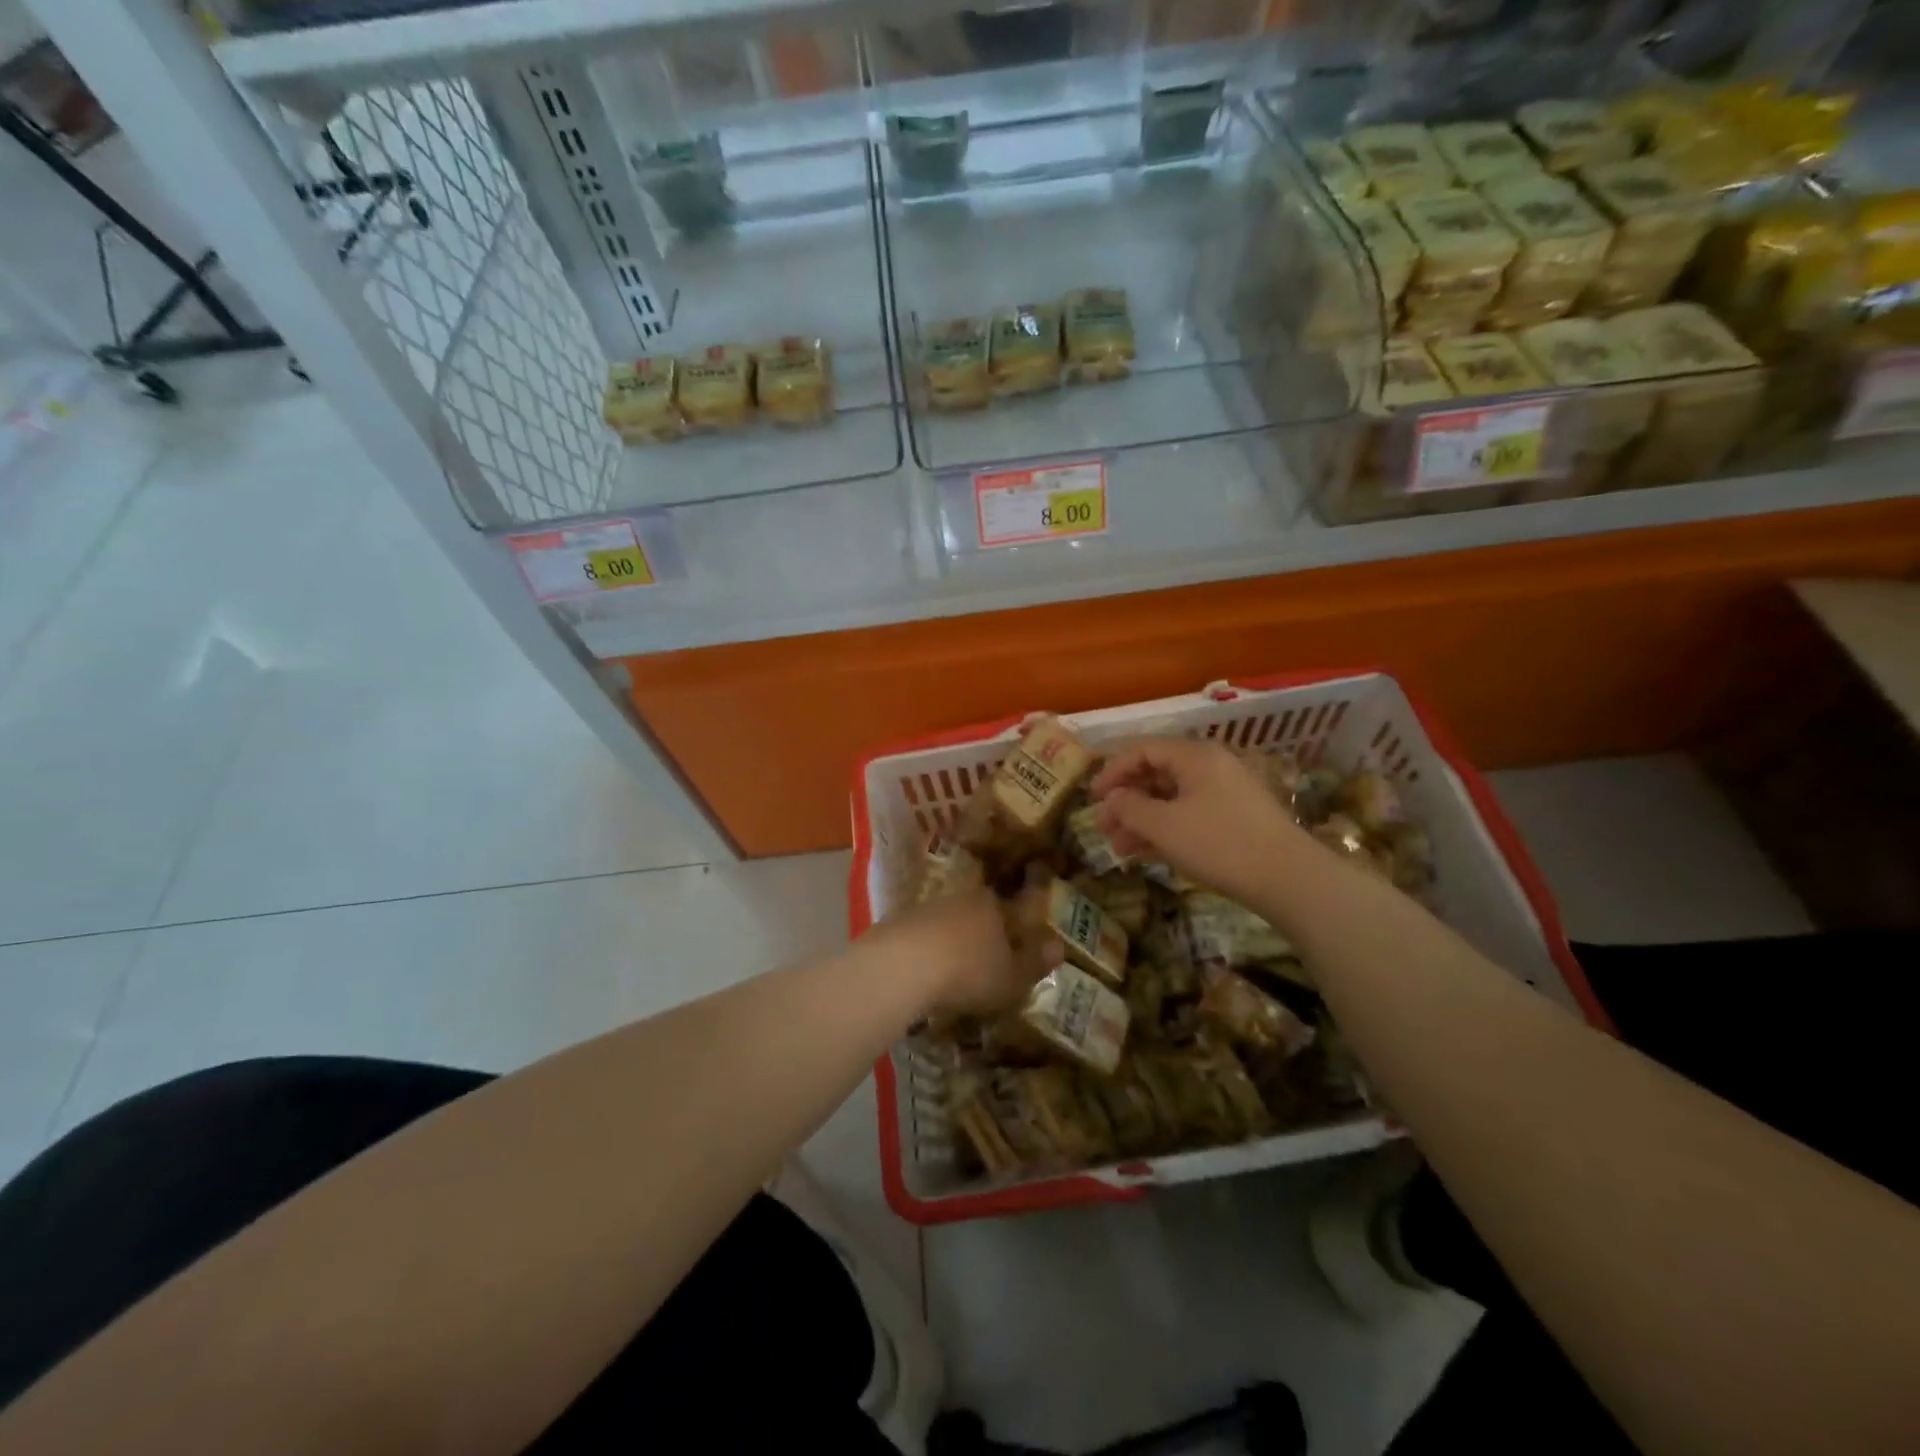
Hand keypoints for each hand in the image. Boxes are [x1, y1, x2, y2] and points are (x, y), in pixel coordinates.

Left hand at [869, 889, 1062, 1018]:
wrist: (902, 966)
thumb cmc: (969, 971)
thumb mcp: (1012, 977)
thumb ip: (1034, 962)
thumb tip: (1059, 946)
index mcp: (992, 905)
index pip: (1009, 911)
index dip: (1013, 931)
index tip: (1013, 952)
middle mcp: (960, 898)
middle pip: (976, 915)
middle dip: (981, 937)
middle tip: (983, 968)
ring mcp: (925, 909)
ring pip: (946, 925)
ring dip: (950, 946)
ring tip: (952, 977)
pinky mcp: (897, 925)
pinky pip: (920, 939)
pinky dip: (924, 955)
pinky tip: (923, 977)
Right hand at [1091, 736, 1302, 904]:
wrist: (1288, 878)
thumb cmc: (1219, 844)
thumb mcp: (1164, 826)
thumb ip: (1130, 808)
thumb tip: (1112, 798)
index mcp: (1194, 756)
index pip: (1142, 750)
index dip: (1112, 771)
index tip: (1092, 798)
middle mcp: (1211, 766)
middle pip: (1157, 774)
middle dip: (1126, 801)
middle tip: (1104, 828)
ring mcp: (1226, 792)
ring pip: (1172, 798)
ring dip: (1142, 820)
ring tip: (1120, 849)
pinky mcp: (1236, 817)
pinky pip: (1190, 813)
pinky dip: (1166, 829)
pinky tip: (1148, 853)